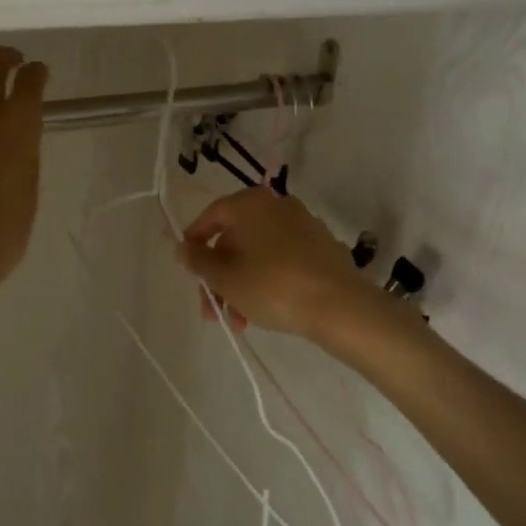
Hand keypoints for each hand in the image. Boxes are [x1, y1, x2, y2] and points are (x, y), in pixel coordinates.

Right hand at [178, 187, 384, 342]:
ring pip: (257, 254)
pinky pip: (281, 260)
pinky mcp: (321, 248)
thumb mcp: (226, 278)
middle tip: (212, 310)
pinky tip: (264, 312)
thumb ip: (199, 261)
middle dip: (219, 277)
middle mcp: (276, 205)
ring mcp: (302, 225)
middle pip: (234, 239)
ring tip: (238, 321)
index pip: (210, 217)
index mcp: (250, 203)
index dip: (193, 244)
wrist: (341, 307)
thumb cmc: (273, 286)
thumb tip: (184, 247)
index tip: (187, 272)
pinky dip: (266, 281)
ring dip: (240, 285)